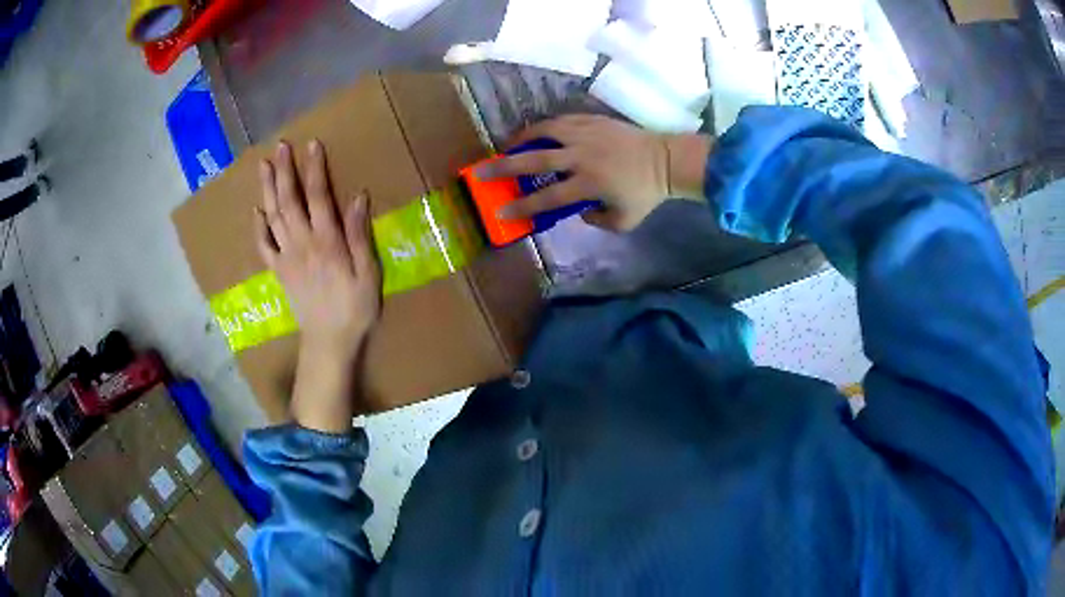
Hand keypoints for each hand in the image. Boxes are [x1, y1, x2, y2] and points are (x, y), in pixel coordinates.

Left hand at [255, 140, 381, 431]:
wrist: (328, 343)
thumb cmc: (355, 309)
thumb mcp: (368, 274)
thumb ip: (359, 235)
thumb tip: (358, 197)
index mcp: (326, 241)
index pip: (318, 196)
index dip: (314, 168)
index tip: (312, 144)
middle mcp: (302, 243)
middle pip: (289, 200)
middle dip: (284, 171)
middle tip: (280, 146)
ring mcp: (286, 257)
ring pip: (273, 216)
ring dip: (267, 189)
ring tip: (264, 166)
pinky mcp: (278, 271)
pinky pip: (264, 246)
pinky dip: (258, 227)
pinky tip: (257, 210)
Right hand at [474, 115, 709, 231]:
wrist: (667, 160)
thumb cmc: (647, 193)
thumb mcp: (625, 221)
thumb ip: (597, 221)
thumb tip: (577, 210)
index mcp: (589, 183)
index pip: (548, 198)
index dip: (522, 207)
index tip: (501, 212)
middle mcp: (582, 157)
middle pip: (536, 161)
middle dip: (505, 168)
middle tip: (482, 171)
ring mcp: (587, 134)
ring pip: (545, 132)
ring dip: (522, 139)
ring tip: (507, 146)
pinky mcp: (593, 120)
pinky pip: (562, 121)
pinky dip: (545, 127)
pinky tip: (536, 132)